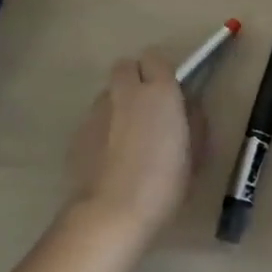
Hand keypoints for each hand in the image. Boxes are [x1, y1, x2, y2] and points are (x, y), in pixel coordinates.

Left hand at [65, 52, 204, 239]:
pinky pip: (94, 119)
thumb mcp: (194, 154)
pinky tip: (110, 159)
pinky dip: (103, 130)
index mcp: (159, 91)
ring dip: (119, 105)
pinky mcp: (77, 132)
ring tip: (127, 138)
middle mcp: (125, 92)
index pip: (155, 57)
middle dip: (135, 79)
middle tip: (147, 108)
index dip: (161, 72)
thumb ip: (193, 121)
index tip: (169, 93)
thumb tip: (187, 106)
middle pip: (125, 66)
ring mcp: (97, 110)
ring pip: (109, 93)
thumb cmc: (163, 183)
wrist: (111, 214)